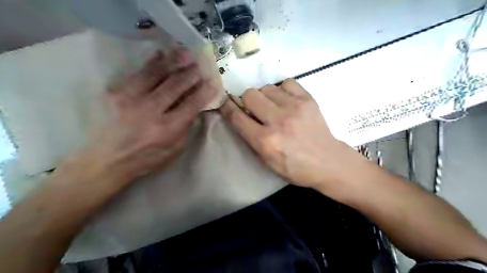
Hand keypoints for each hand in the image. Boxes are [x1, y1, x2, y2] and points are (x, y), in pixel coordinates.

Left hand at [53, 49, 218, 188]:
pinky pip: (137, 74)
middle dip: (191, 73)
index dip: (204, 92)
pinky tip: (160, 55)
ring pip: (156, 74)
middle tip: (200, 63)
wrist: (106, 160)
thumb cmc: (146, 159)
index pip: (191, 105)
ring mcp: (131, 99)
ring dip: (173, 62)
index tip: (214, 82)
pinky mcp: (116, 94)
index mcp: (168, 129)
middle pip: (175, 86)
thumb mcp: (174, 150)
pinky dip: (151, 63)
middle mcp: (150, 111)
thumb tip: (195, 108)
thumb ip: (186, 128)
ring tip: (184, 52)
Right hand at [221, 78, 360, 189]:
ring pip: (266, 87)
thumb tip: (240, 115)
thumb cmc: (294, 167)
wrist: (327, 161)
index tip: (225, 102)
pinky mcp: (308, 99)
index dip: (227, 107)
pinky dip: (282, 90)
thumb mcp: (266, 161)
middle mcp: (278, 121)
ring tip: (274, 107)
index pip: (237, 117)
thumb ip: (250, 138)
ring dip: (265, 97)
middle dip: (248, 102)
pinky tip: (287, 101)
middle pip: (250, 94)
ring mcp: (295, 107)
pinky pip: (286, 83)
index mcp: (265, 141)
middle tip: (257, 111)